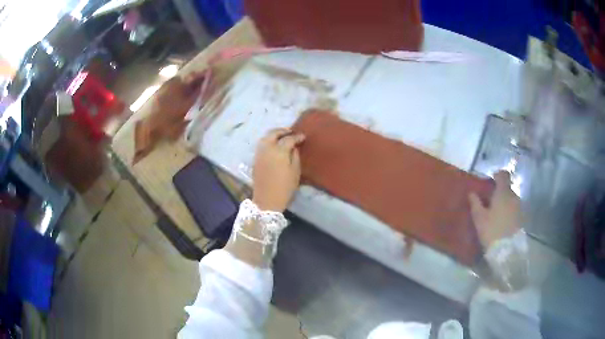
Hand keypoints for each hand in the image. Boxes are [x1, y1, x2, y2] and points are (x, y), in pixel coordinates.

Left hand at [252, 128, 304, 211]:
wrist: (267, 200)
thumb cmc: (285, 187)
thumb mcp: (295, 172)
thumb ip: (295, 156)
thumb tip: (294, 147)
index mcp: (279, 151)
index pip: (289, 139)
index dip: (297, 137)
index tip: (303, 137)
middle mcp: (267, 148)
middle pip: (273, 133)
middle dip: (282, 131)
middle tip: (291, 132)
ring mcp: (259, 153)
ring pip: (265, 137)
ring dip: (274, 134)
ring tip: (282, 136)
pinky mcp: (255, 159)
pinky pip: (261, 144)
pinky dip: (268, 140)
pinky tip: (274, 144)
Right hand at [469, 171, 521, 248]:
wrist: (507, 251)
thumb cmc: (491, 231)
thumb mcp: (479, 218)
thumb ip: (476, 203)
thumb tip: (472, 193)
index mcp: (503, 193)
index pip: (503, 175)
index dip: (497, 175)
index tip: (491, 180)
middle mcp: (514, 196)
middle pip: (507, 188)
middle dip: (500, 192)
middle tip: (490, 201)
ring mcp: (519, 207)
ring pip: (511, 199)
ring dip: (505, 203)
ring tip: (496, 214)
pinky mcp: (522, 218)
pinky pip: (514, 209)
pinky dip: (509, 211)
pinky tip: (502, 222)